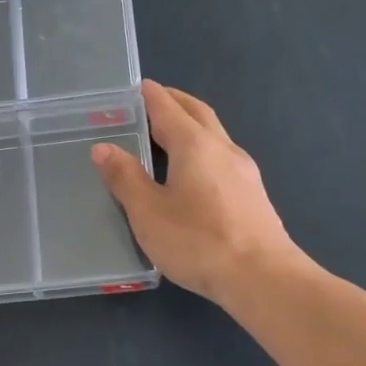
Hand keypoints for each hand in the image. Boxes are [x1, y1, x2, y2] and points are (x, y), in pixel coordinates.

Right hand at [92, 80, 302, 305]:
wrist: (263, 277)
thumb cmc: (199, 241)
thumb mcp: (148, 212)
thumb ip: (124, 177)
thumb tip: (103, 147)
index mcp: (195, 145)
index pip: (168, 107)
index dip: (149, 95)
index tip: (135, 87)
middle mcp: (223, 149)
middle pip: (198, 114)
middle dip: (175, 103)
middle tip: (151, 103)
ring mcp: (244, 172)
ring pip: (214, 136)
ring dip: (191, 127)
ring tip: (166, 138)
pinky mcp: (253, 195)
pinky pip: (222, 158)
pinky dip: (202, 151)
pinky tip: (194, 174)